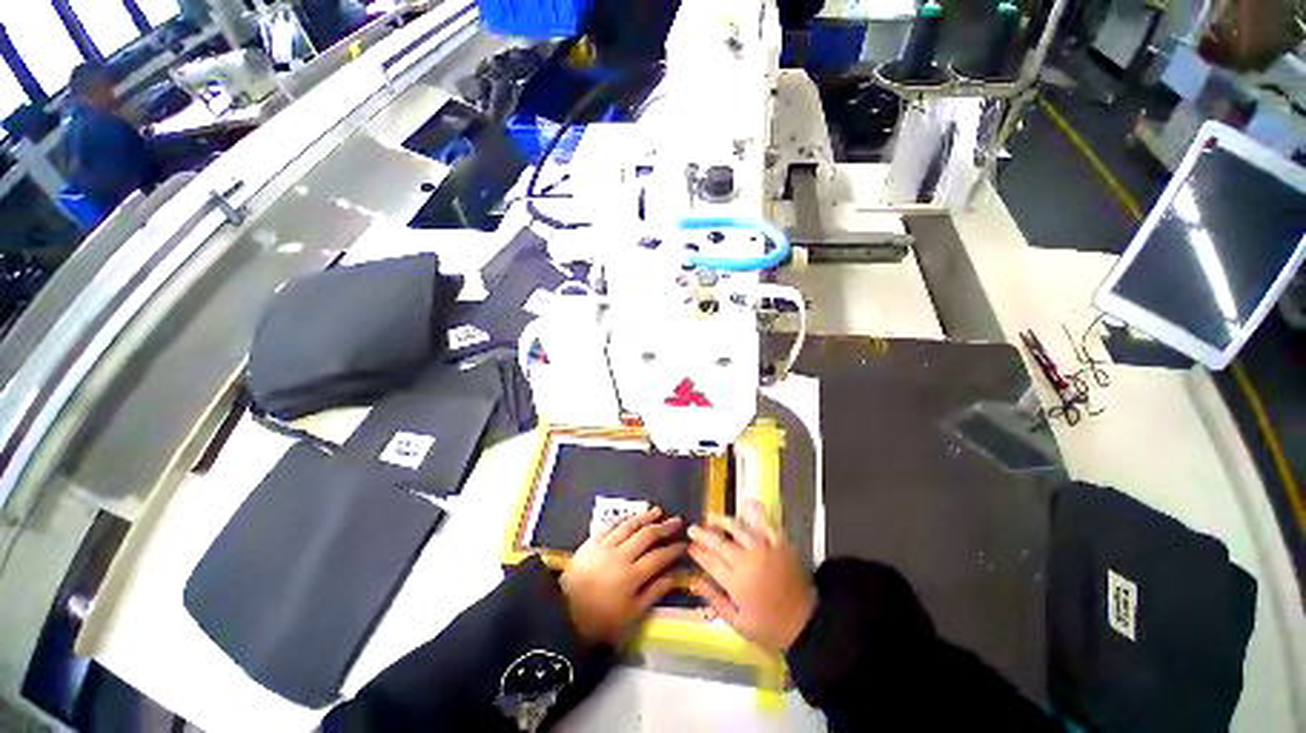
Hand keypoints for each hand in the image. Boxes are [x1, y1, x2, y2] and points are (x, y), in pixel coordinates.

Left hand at [559, 508, 685, 645]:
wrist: (563, 614)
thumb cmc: (600, 620)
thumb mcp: (630, 616)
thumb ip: (653, 594)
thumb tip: (672, 577)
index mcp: (632, 577)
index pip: (659, 557)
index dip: (673, 550)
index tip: (683, 545)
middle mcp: (621, 556)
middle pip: (647, 536)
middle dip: (664, 527)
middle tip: (676, 521)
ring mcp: (605, 546)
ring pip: (629, 525)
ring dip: (645, 517)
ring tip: (658, 511)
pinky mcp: (592, 542)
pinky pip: (610, 525)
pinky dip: (623, 519)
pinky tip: (631, 516)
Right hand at [688, 500, 815, 652]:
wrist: (806, 625)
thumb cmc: (769, 627)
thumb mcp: (737, 623)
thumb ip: (715, 601)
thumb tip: (694, 581)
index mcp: (735, 582)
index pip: (709, 561)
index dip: (697, 552)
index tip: (689, 546)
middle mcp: (746, 561)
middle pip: (719, 542)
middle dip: (703, 534)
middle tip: (693, 528)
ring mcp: (764, 550)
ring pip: (738, 529)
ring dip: (723, 521)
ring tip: (712, 516)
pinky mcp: (781, 545)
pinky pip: (768, 525)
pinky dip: (759, 513)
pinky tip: (750, 503)